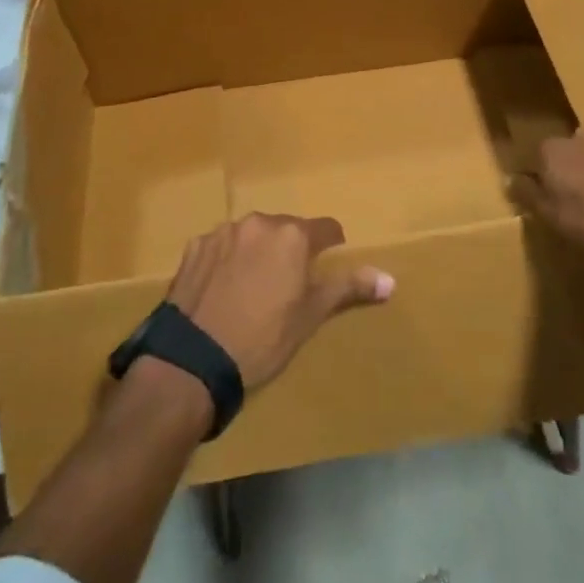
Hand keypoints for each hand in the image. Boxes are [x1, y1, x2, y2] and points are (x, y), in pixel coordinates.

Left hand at [166, 214, 393, 391]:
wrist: (193, 360)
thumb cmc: (262, 339)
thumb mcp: (310, 316)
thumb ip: (348, 289)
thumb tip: (390, 279)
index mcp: (292, 236)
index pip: (326, 229)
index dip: (331, 244)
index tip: (328, 262)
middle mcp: (259, 222)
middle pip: (286, 229)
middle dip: (290, 250)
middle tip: (288, 285)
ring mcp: (223, 232)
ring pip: (252, 235)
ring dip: (258, 252)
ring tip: (252, 288)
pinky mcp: (195, 247)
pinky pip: (221, 246)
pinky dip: (227, 260)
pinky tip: (222, 290)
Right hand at [510, 128, 583, 257]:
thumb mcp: (554, 215)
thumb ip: (530, 197)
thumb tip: (509, 180)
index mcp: (551, 150)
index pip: (535, 160)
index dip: (540, 182)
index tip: (548, 202)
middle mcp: (577, 136)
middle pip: (566, 155)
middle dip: (569, 175)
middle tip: (578, 204)